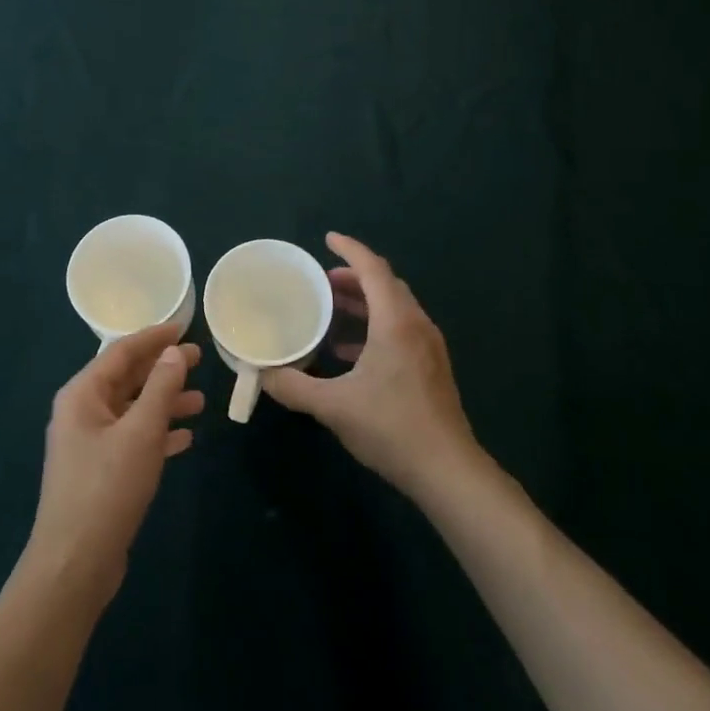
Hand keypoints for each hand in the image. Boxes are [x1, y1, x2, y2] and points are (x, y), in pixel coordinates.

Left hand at [25, 323, 204, 608]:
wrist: (74, 564)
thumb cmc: (106, 488)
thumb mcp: (140, 433)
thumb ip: (161, 389)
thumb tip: (175, 352)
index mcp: (82, 394)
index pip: (121, 352)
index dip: (154, 337)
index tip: (184, 327)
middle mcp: (82, 412)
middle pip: (127, 379)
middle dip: (163, 369)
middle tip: (200, 359)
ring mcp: (90, 444)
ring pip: (133, 411)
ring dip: (164, 403)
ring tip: (201, 401)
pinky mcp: (100, 472)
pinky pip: (133, 440)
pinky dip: (158, 434)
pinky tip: (185, 438)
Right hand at [261, 233, 479, 500]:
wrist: (447, 471)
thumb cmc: (391, 427)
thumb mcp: (334, 406)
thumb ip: (294, 386)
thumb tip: (262, 374)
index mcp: (396, 322)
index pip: (373, 269)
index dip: (350, 249)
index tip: (327, 239)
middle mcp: (416, 326)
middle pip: (385, 285)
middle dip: (353, 277)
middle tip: (320, 281)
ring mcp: (428, 347)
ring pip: (394, 309)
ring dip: (363, 303)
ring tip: (330, 311)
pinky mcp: (430, 368)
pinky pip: (400, 331)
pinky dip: (373, 328)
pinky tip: (348, 352)